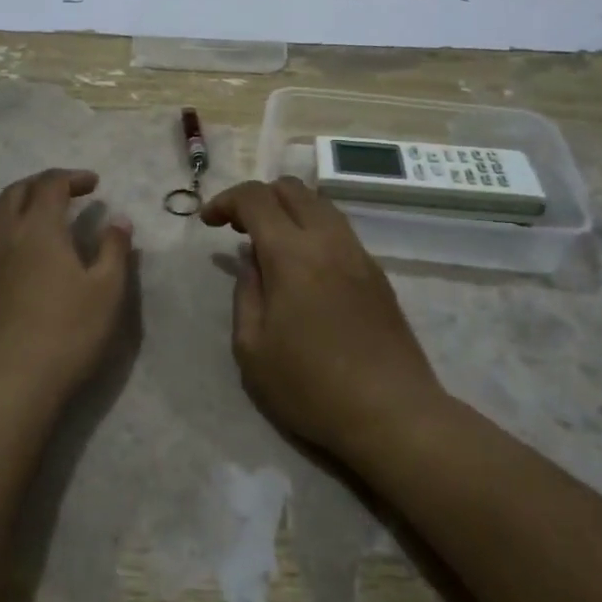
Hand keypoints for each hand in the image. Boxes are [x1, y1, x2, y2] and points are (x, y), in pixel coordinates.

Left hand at [0, 168, 133, 410]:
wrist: (1, 386)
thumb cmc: (64, 335)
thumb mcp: (106, 292)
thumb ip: (114, 249)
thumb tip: (119, 219)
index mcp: (37, 225)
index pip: (51, 183)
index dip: (73, 177)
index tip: (93, 184)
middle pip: (18, 190)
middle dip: (43, 185)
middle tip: (66, 195)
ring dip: (15, 202)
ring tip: (33, 216)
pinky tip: (1, 244)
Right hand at [201, 177, 443, 460]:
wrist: (392, 412)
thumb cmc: (311, 387)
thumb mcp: (253, 349)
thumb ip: (245, 294)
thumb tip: (251, 262)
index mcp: (292, 253)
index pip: (255, 198)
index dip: (226, 200)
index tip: (208, 223)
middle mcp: (328, 240)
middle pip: (291, 188)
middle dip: (258, 197)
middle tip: (238, 229)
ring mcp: (358, 253)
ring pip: (319, 204)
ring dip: (288, 210)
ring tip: (271, 245)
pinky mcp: (377, 272)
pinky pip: (338, 229)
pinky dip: (312, 229)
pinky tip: (304, 267)